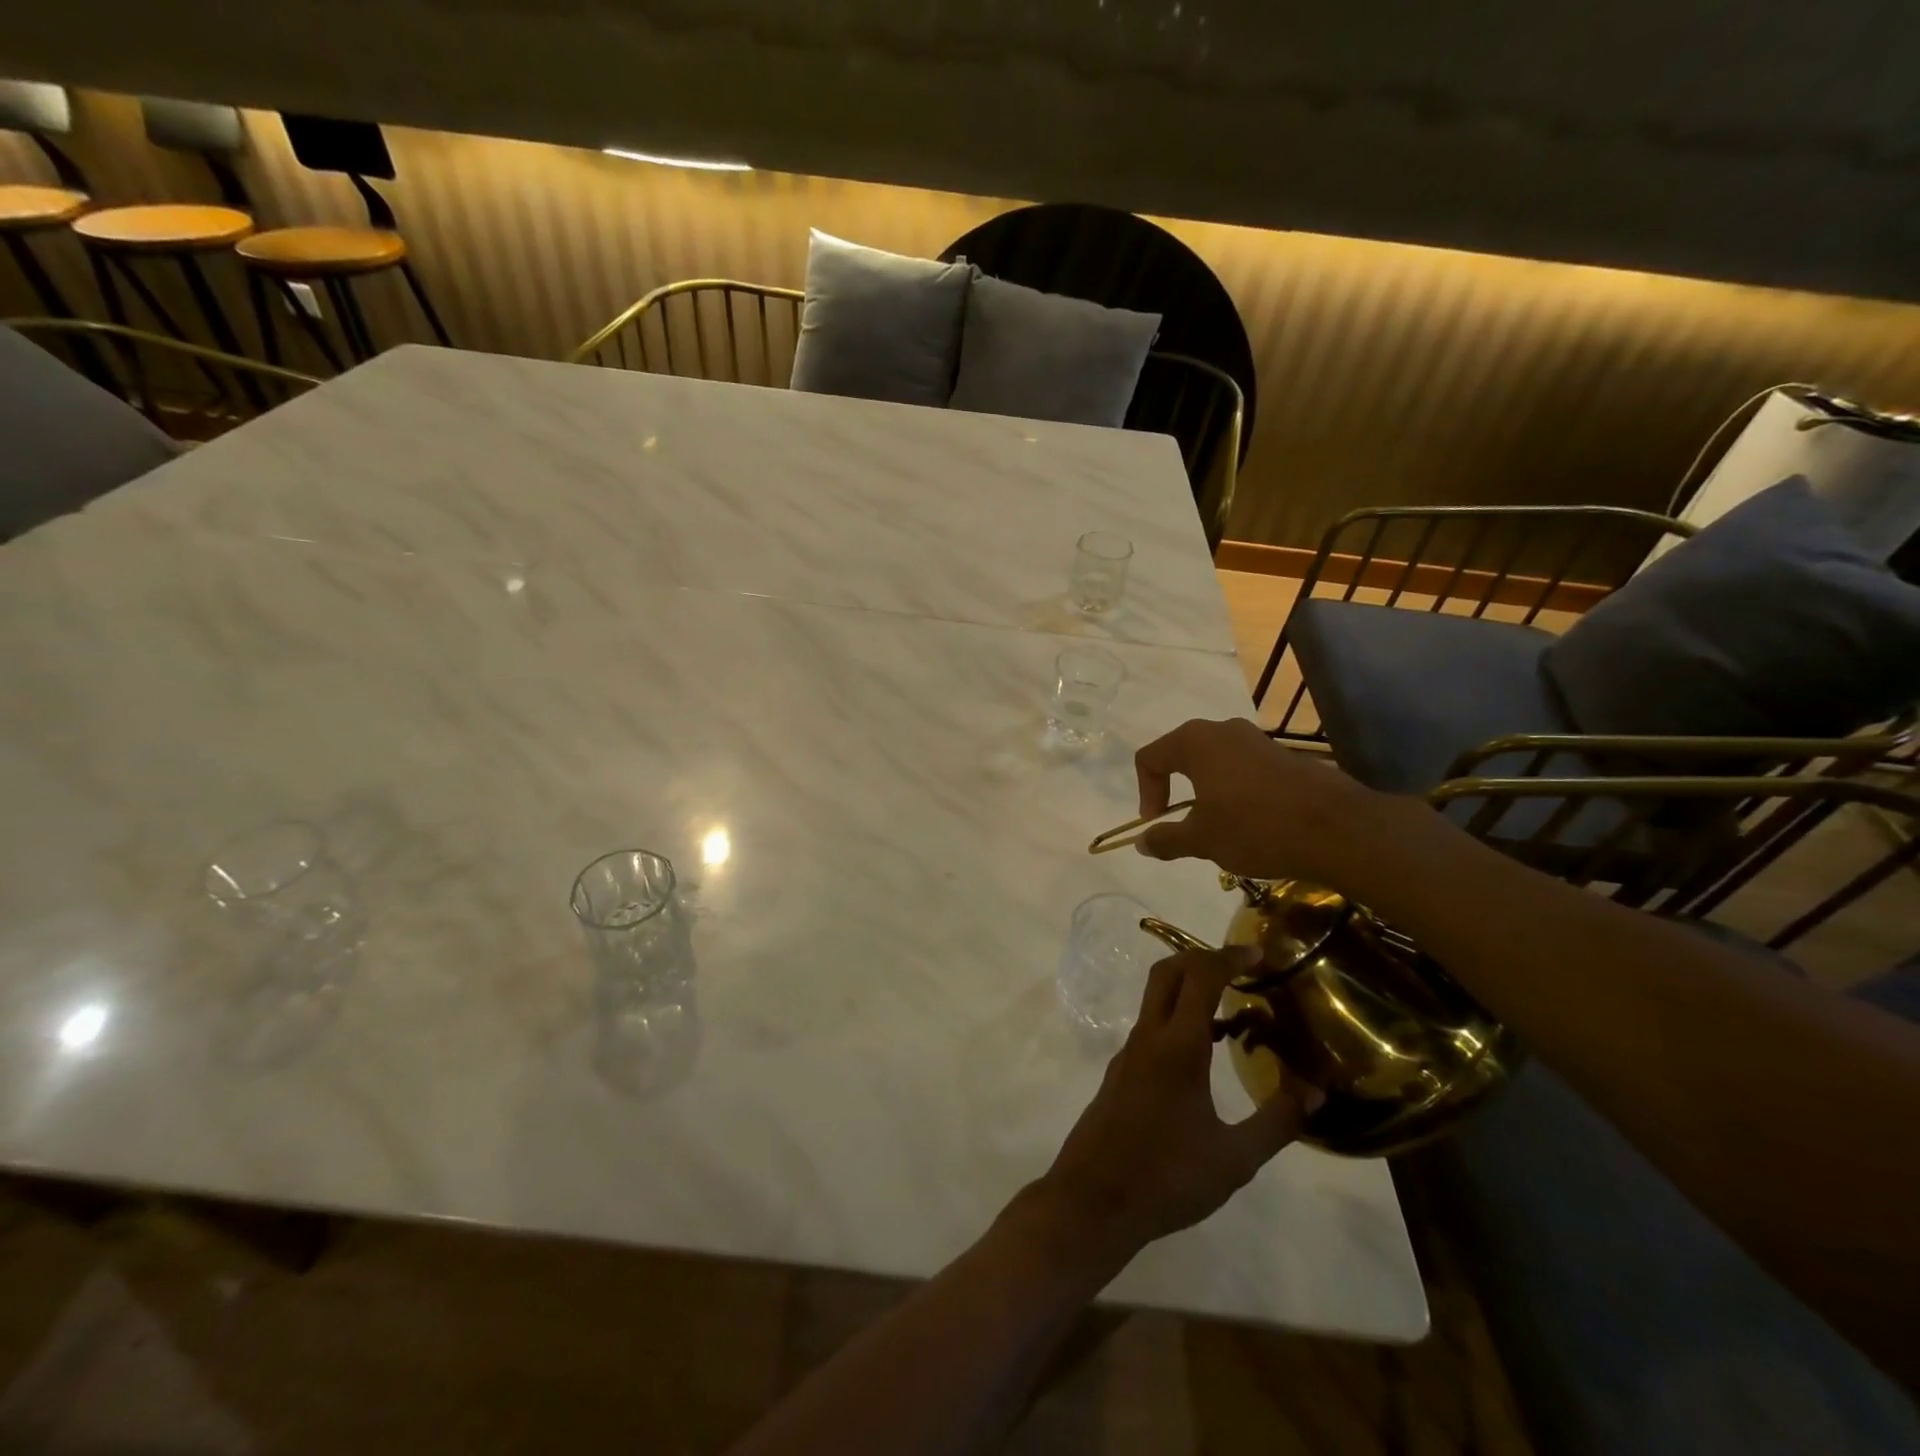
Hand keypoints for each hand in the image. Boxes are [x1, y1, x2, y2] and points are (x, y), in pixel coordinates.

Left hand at [1035, 948, 1321, 1260]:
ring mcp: (1128, 1054)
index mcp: (1176, 1046)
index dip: (1228, 956)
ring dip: (1189, 990)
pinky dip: (1178, 1020)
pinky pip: (1151, 1028)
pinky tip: (1203, 1055)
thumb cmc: (1167, 1177)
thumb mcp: (1234, 1158)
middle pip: (1167, 973)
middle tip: (1240, 969)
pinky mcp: (1120, 1073)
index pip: (1200, 977)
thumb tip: (1315, 1091)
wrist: (1094, 1200)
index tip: (1258, 952)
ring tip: (1233, 1012)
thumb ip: (1276, 1121)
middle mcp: (1147, 1037)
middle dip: (1201, 958)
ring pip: (1155, 1000)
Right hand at [1133, 717, 1394, 883]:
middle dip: (1173, 788)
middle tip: (1180, 821)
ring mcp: (1257, 740)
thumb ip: (1166, 838)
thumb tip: (1141, 842)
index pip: (1150, 757)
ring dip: (1205, 791)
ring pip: (1214, 761)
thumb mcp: (1203, 840)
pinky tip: (1249, 822)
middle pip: (1181, 754)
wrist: (1338, 829)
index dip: (1145, 791)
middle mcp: (1223, 730)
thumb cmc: (1256, 827)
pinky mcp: (1283, 755)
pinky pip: (1243, 767)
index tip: (1157, 822)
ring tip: (1216, 826)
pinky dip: (1234, 790)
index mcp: (1195, 742)